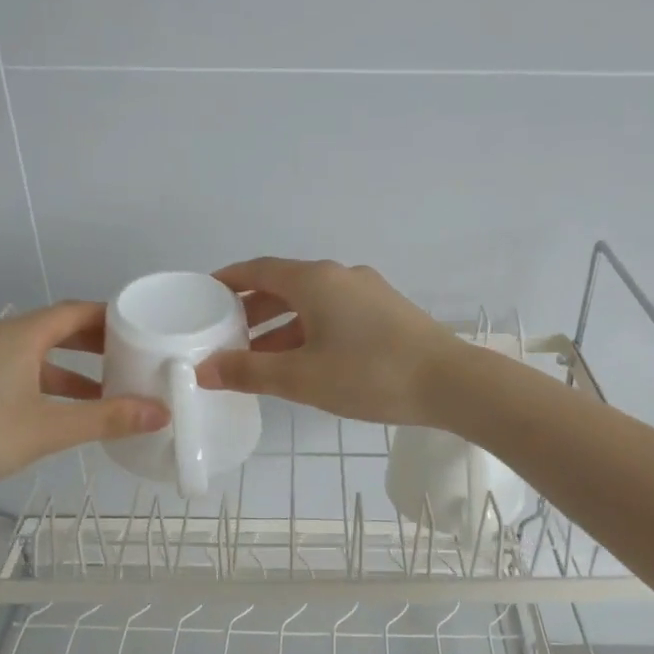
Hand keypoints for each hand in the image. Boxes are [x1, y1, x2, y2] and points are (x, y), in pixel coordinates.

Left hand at [0, 301, 168, 509]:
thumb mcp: (51, 429)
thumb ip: (108, 419)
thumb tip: (161, 413)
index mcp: (19, 335)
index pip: (74, 312)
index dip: (110, 318)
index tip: (141, 329)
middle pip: (53, 329)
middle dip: (93, 345)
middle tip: (129, 359)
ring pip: (32, 355)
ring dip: (68, 370)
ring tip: (101, 393)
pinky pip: (12, 371)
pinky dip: (41, 383)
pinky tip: (53, 411)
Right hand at [196, 258, 457, 424]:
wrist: (450, 383)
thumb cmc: (369, 374)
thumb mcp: (302, 377)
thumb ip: (249, 372)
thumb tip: (203, 370)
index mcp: (315, 280)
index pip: (259, 270)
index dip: (228, 280)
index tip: (204, 294)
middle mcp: (341, 276)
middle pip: (285, 286)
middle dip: (252, 310)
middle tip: (225, 334)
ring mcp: (368, 293)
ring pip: (312, 304)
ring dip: (281, 326)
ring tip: (258, 356)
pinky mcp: (387, 313)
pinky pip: (335, 315)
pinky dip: (309, 332)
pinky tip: (304, 362)